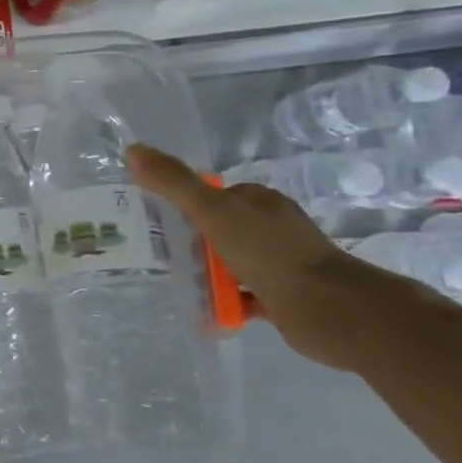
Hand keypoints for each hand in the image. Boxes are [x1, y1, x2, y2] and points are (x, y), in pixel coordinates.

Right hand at [126, 143, 368, 368]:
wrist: (329, 309)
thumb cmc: (270, 252)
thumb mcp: (213, 211)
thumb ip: (174, 183)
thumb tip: (132, 149)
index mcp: (259, 202)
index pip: (212, 196)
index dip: (183, 205)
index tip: (154, 221)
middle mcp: (271, 227)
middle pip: (219, 229)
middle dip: (190, 242)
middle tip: (157, 255)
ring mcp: (280, 263)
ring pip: (230, 263)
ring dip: (206, 274)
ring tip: (173, 284)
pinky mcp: (283, 296)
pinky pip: (243, 297)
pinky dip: (224, 303)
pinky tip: (202, 313)